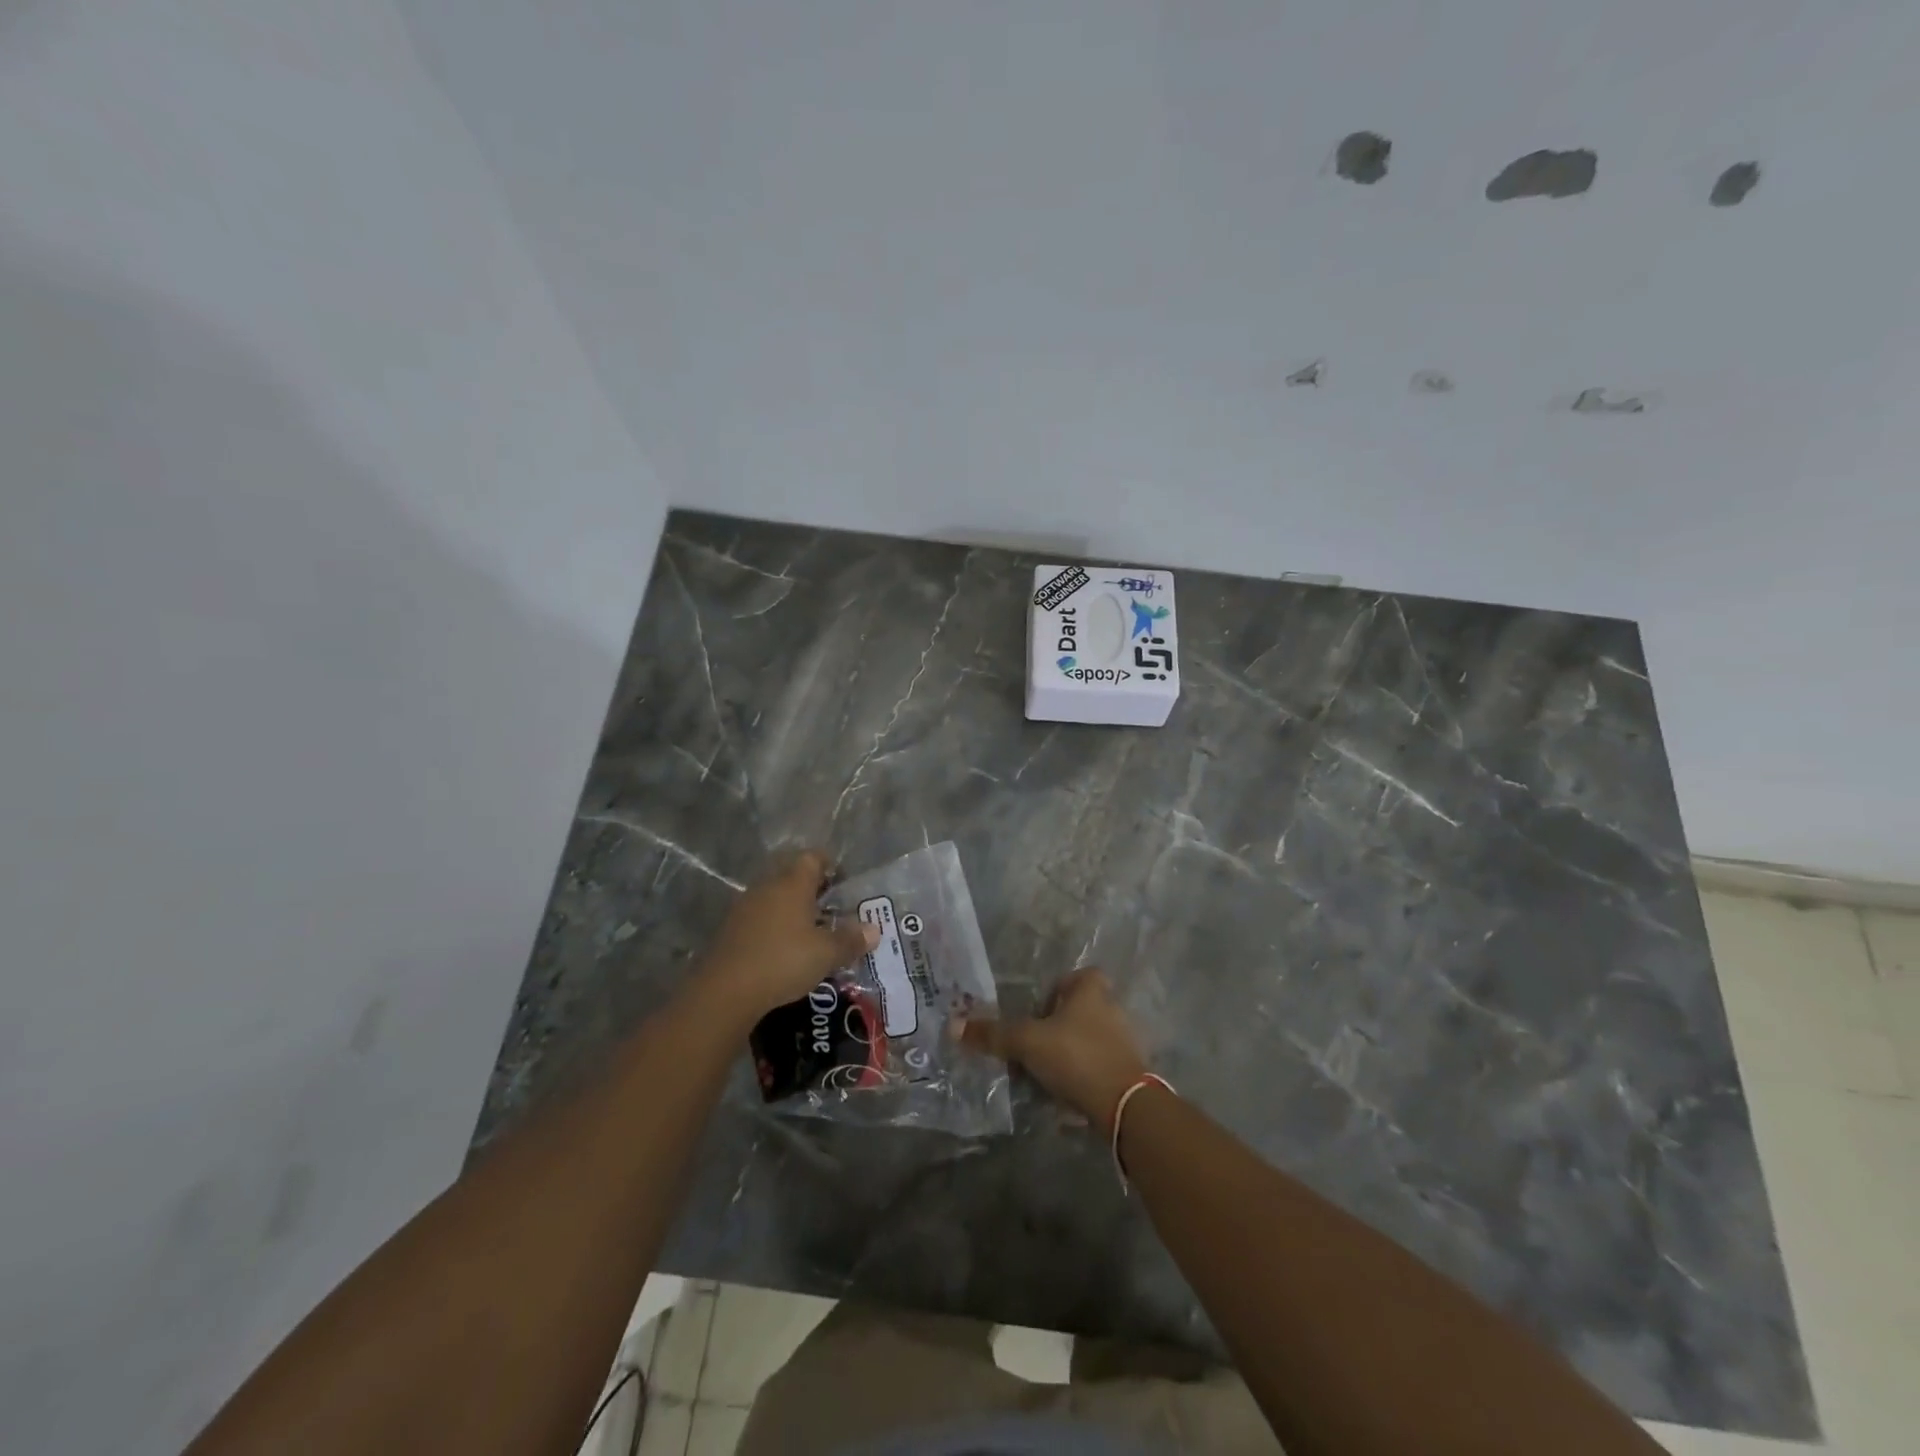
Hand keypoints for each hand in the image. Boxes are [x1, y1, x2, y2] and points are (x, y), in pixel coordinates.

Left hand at [695, 849, 878, 1023]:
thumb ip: (850, 940)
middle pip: (792, 876)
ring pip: (774, 898)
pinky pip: (759, 918)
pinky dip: (774, 927)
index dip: (830, 865)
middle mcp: (767, 886)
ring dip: (791, 910)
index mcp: (793, 883)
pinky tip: (783, 950)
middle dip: (812, 890)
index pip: (813, 858)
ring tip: (810, 933)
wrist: (725, 991)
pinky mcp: (730, 929)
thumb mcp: (826, 954)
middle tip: (832, 910)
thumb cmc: (783, 961)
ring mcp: (745, 907)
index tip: (843, 882)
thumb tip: (874, 930)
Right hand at [958, 967, 1149, 1128]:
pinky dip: (1081, 1077)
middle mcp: (1112, 1008)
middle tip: (1031, 1047)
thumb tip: (954, 1026)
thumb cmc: (1076, 1056)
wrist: (1125, 1105)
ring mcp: (1123, 1042)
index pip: (1073, 977)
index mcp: (1092, 989)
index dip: (1054, 992)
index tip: (1035, 1014)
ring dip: (1066, 1054)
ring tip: (1042, 1075)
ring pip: (1086, 1040)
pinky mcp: (1127, 1072)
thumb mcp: (1028, 1042)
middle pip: (1077, 1011)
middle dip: (1055, 1028)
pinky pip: (1097, 1067)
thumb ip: (994, 1034)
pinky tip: (1064, 1095)